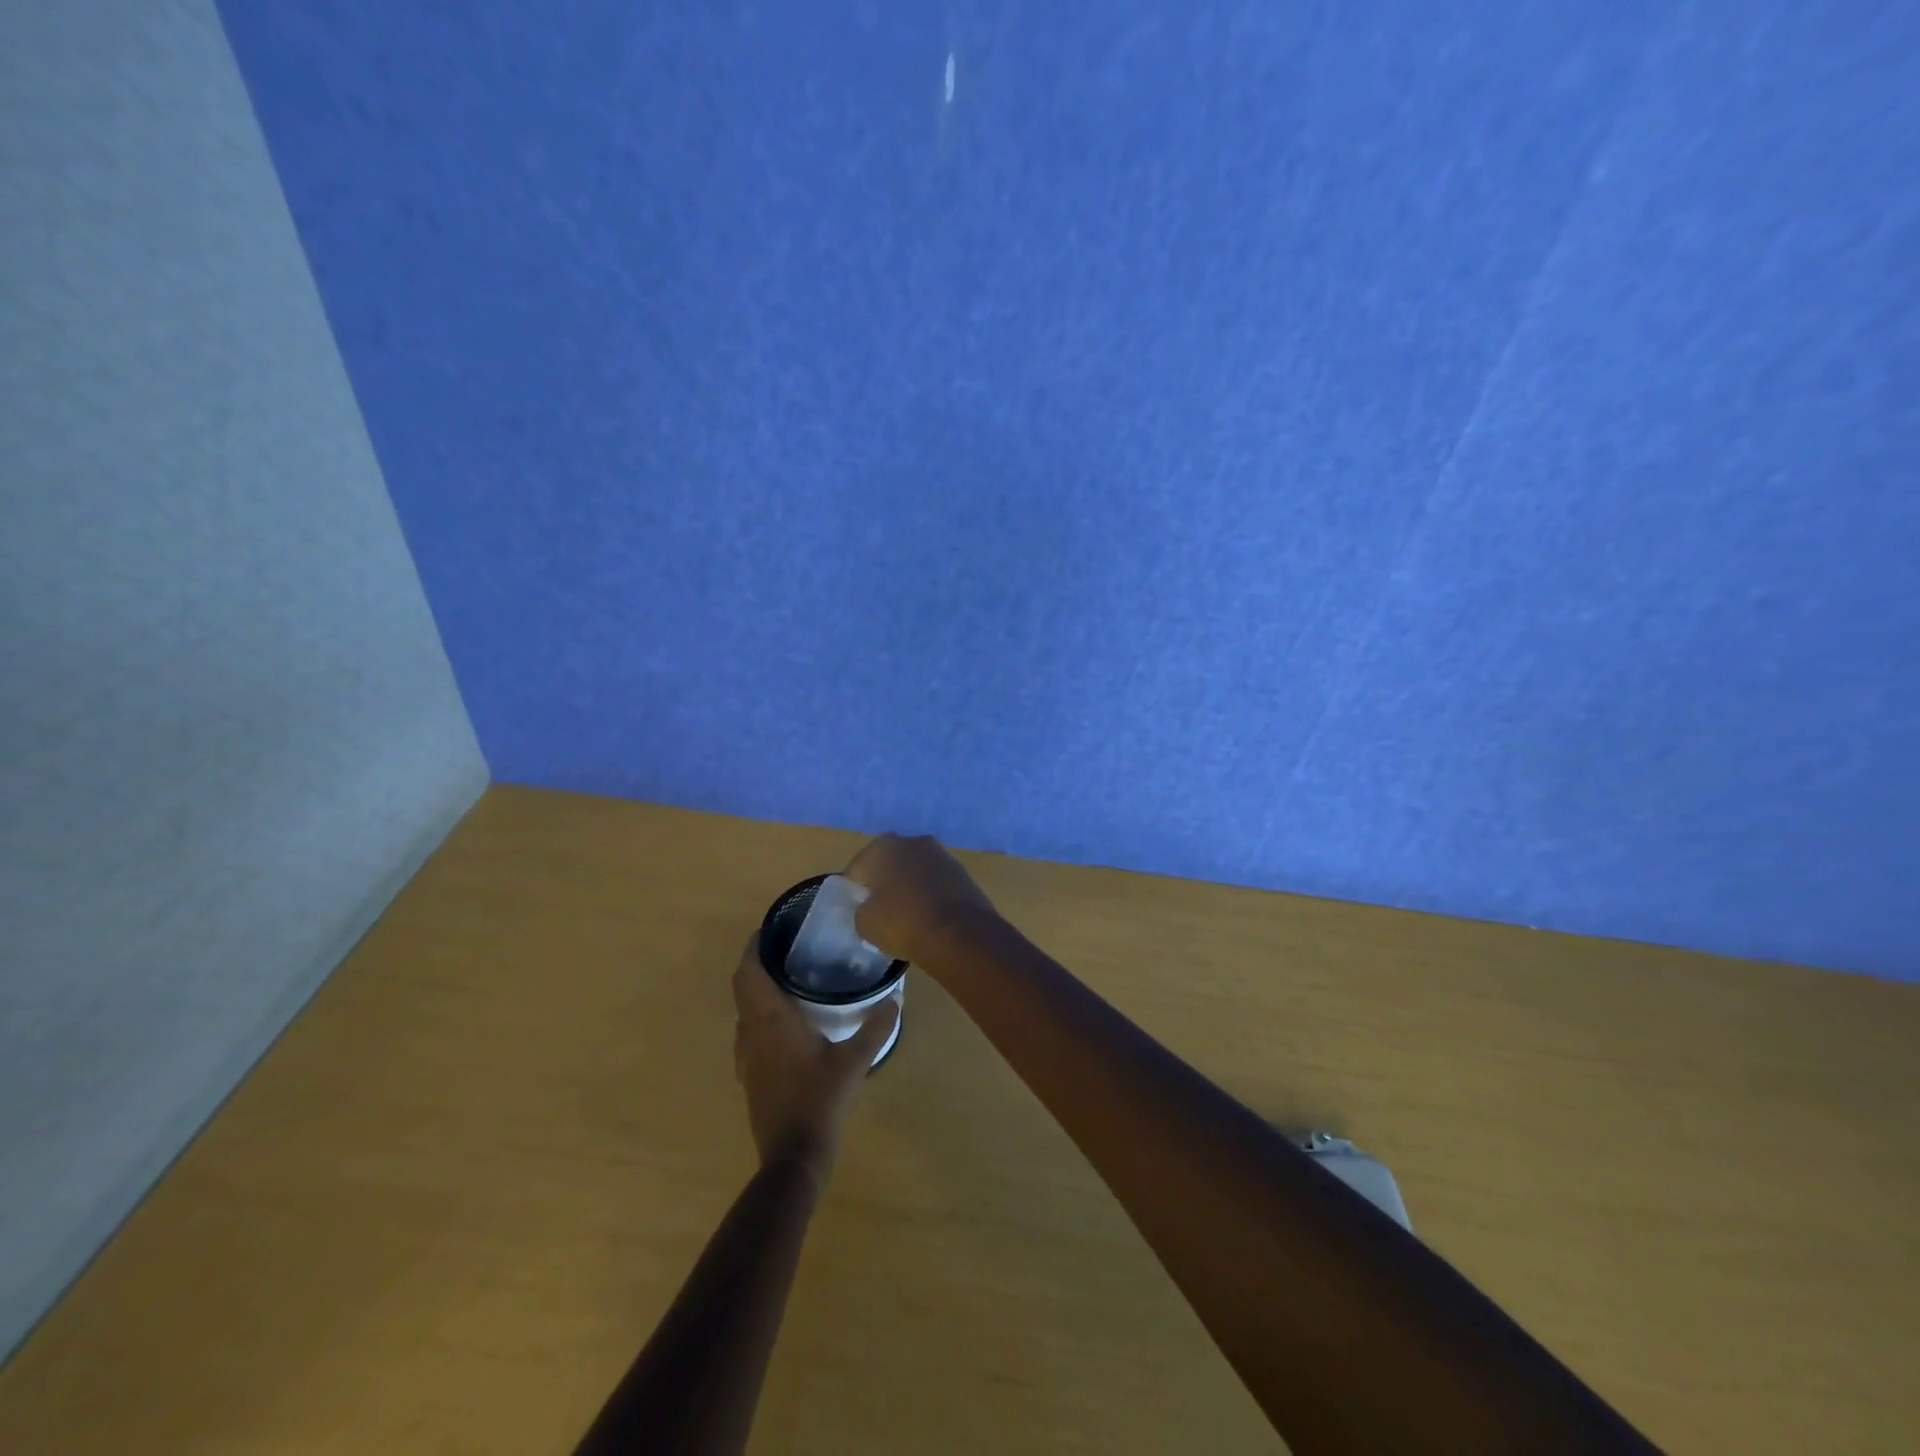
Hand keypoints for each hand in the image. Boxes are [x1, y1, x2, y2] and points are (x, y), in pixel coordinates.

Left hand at [732, 938, 897, 1181]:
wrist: (793, 1157)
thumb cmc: (821, 1101)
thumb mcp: (855, 1061)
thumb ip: (875, 1028)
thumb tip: (895, 998)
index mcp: (771, 1021)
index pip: (750, 973)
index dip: (754, 948)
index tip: (768, 929)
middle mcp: (752, 1033)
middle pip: (743, 988)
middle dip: (757, 964)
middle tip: (783, 948)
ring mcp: (747, 1058)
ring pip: (744, 1012)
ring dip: (756, 991)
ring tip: (786, 980)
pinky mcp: (751, 1077)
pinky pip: (749, 1034)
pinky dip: (759, 1017)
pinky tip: (785, 1025)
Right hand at [843, 833, 1002, 967]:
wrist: (961, 934)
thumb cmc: (904, 923)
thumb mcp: (865, 924)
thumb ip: (862, 910)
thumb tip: (871, 908)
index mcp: (883, 847)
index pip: (857, 869)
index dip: (854, 891)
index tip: (857, 911)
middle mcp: (912, 841)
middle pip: (888, 864)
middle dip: (883, 884)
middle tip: (880, 912)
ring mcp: (941, 854)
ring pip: (914, 871)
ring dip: (909, 887)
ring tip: (907, 916)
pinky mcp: (962, 871)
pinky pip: (935, 882)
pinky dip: (930, 894)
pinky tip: (929, 916)